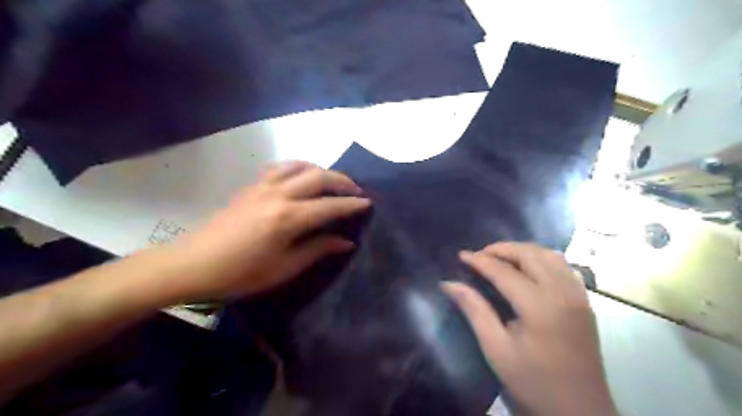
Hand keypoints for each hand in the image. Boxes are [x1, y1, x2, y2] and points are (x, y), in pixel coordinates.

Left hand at [170, 160, 369, 301]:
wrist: (194, 264)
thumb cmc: (242, 273)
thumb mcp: (285, 267)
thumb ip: (318, 249)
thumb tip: (346, 241)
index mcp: (288, 218)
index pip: (330, 206)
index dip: (352, 204)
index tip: (368, 203)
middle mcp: (279, 194)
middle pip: (319, 177)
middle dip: (342, 181)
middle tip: (356, 191)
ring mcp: (263, 186)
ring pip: (301, 166)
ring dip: (322, 170)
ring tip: (332, 182)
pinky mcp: (252, 185)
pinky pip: (281, 167)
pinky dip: (299, 167)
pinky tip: (302, 176)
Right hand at [443, 242, 617, 415]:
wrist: (579, 412)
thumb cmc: (533, 382)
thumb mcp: (496, 348)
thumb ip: (474, 310)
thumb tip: (449, 283)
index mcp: (540, 307)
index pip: (504, 272)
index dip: (480, 261)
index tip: (461, 255)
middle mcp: (562, 293)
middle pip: (530, 255)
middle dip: (501, 249)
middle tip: (480, 255)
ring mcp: (578, 296)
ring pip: (550, 255)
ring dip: (523, 251)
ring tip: (502, 259)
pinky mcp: (585, 302)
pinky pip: (564, 267)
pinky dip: (542, 259)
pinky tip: (529, 269)